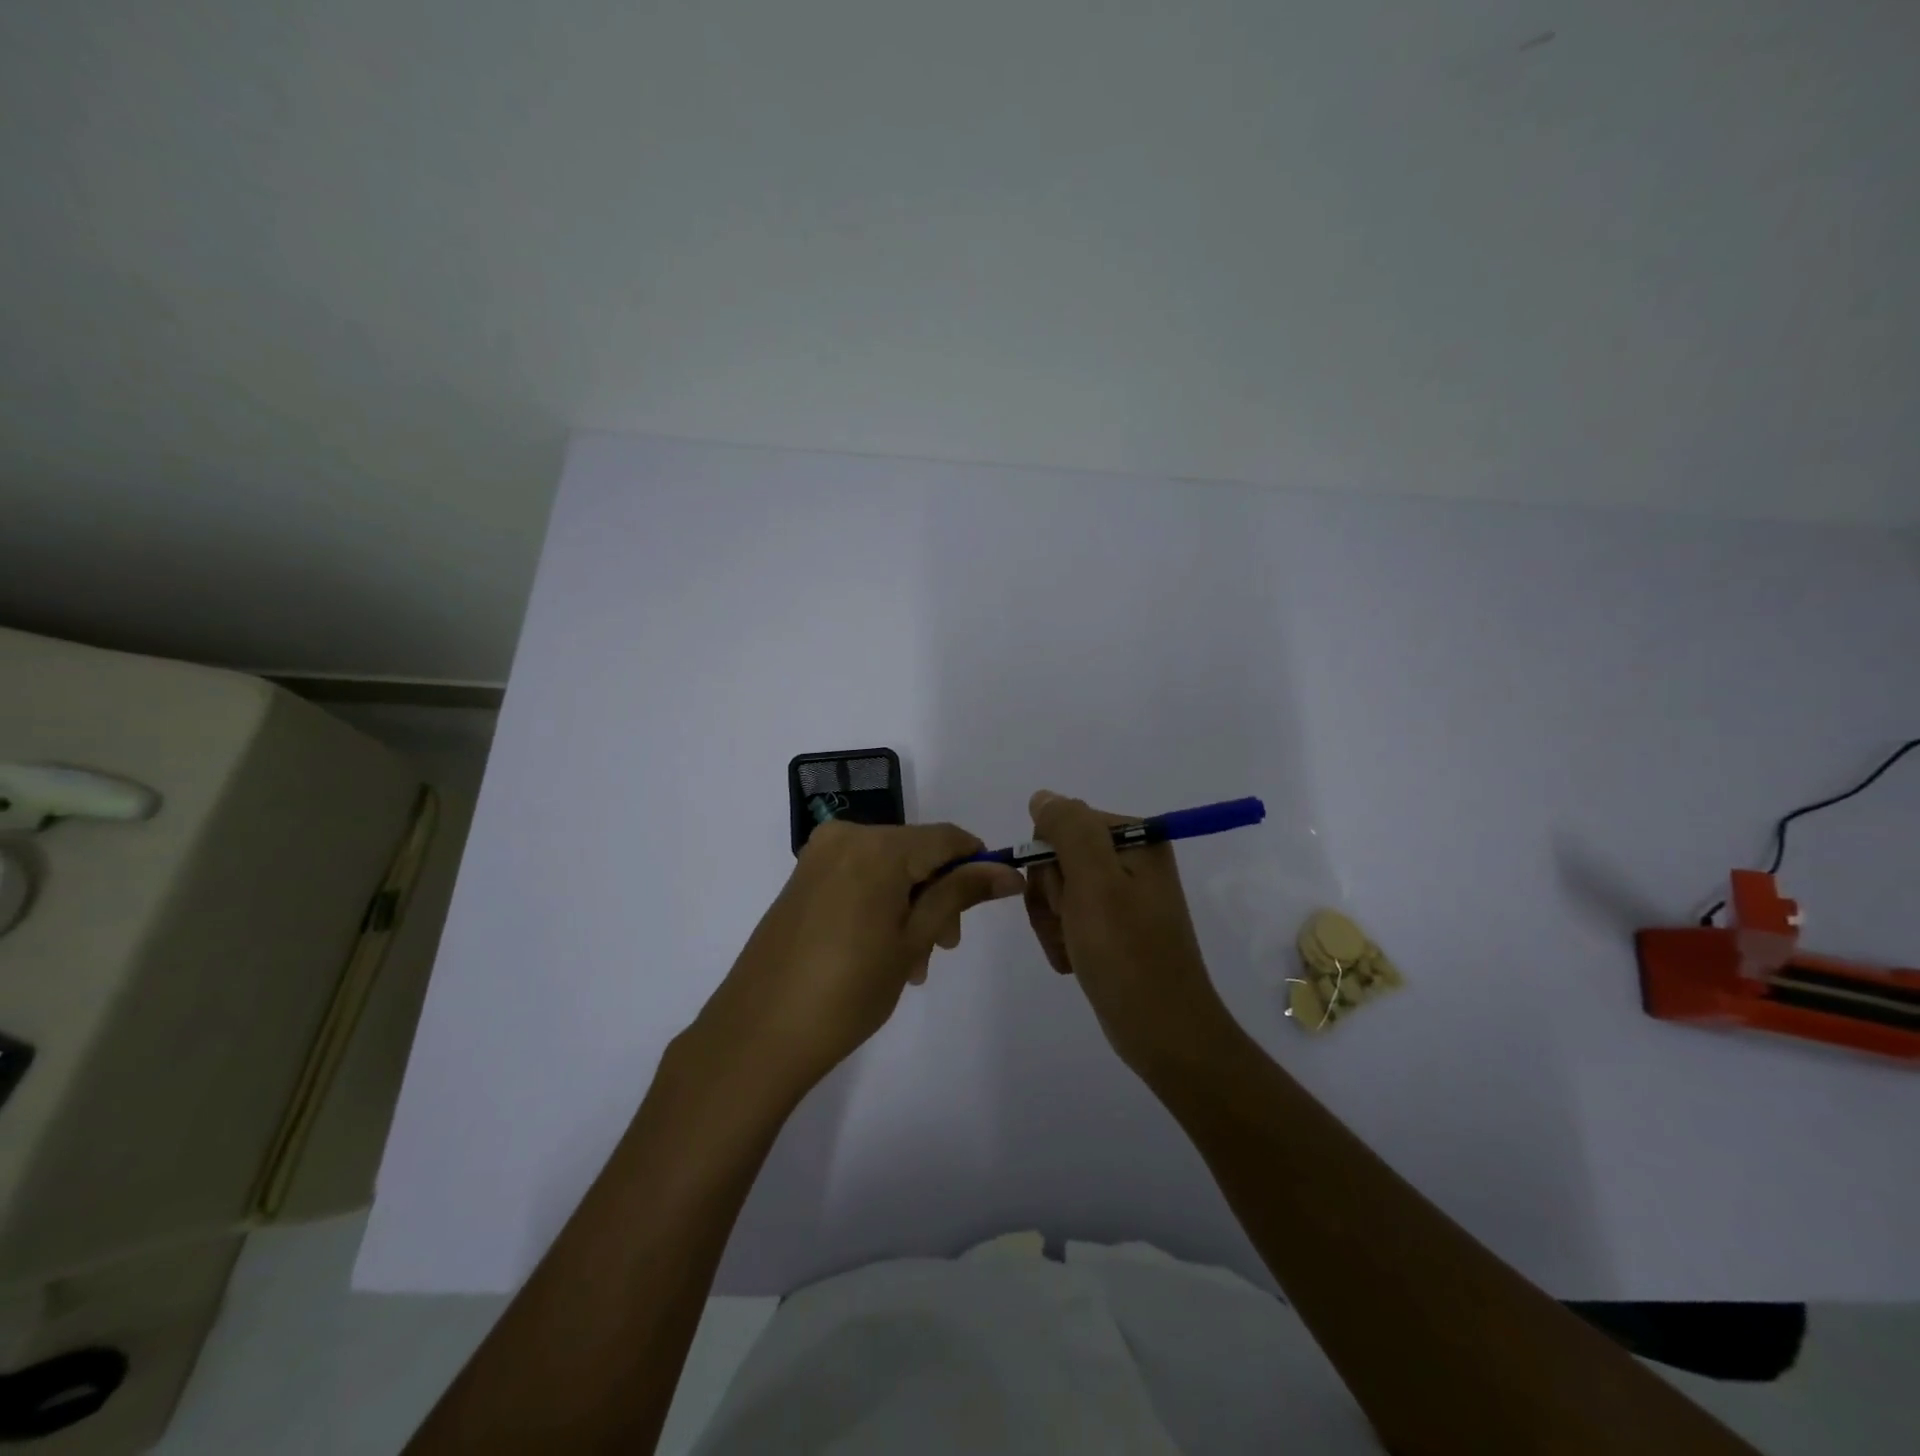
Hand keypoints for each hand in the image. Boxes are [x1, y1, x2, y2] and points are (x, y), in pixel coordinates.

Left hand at [695, 821, 1023, 1097]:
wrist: (758, 1033)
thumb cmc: (849, 990)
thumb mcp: (914, 940)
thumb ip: (959, 894)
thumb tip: (1007, 871)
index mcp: (878, 846)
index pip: (947, 837)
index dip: (977, 863)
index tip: (996, 897)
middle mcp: (846, 837)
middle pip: (916, 851)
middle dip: (939, 893)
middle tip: (944, 948)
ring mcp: (819, 856)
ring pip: (888, 867)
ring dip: (911, 904)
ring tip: (911, 963)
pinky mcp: (802, 879)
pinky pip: (859, 877)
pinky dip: (881, 903)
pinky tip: (881, 951)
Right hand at [1023, 790, 1236, 1074]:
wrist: (1164, 1033)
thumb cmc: (1128, 954)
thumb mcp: (1095, 883)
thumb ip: (1069, 830)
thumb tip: (1043, 797)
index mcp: (1136, 839)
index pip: (1062, 824)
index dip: (1050, 862)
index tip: (1067, 897)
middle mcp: (1131, 860)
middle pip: (1057, 858)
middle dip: (1051, 896)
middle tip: (1073, 926)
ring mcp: (1122, 895)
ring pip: (1056, 890)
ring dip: (1052, 922)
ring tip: (1073, 949)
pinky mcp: (1114, 925)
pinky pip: (1067, 917)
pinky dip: (1062, 939)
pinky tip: (1075, 961)